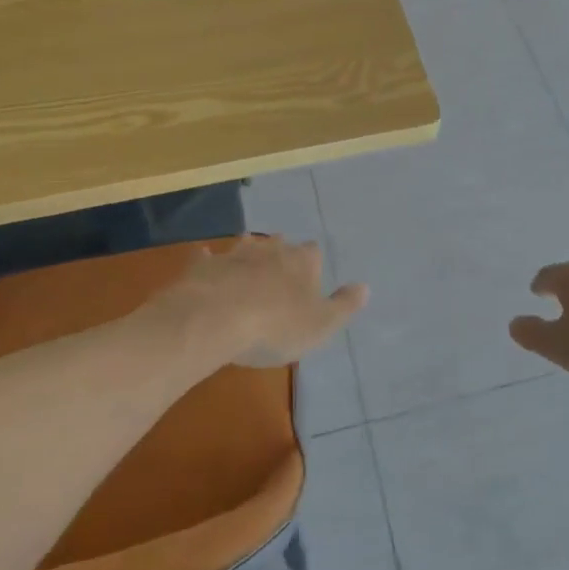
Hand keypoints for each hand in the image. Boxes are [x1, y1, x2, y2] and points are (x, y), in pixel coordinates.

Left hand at [172, 236, 368, 368]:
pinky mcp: (203, 265)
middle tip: (278, 272)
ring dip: (247, 254)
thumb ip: (344, 305)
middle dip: (280, 253)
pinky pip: (207, 257)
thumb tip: (365, 287)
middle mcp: (270, 249)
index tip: (310, 279)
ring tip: (246, 267)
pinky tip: (205, 264)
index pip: (313, 252)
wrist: (215, 319)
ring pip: (245, 245)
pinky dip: (208, 261)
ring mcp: (234, 253)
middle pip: (279, 244)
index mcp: (302, 261)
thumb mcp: (321, 325)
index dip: (312, 264)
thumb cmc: (276, 325)